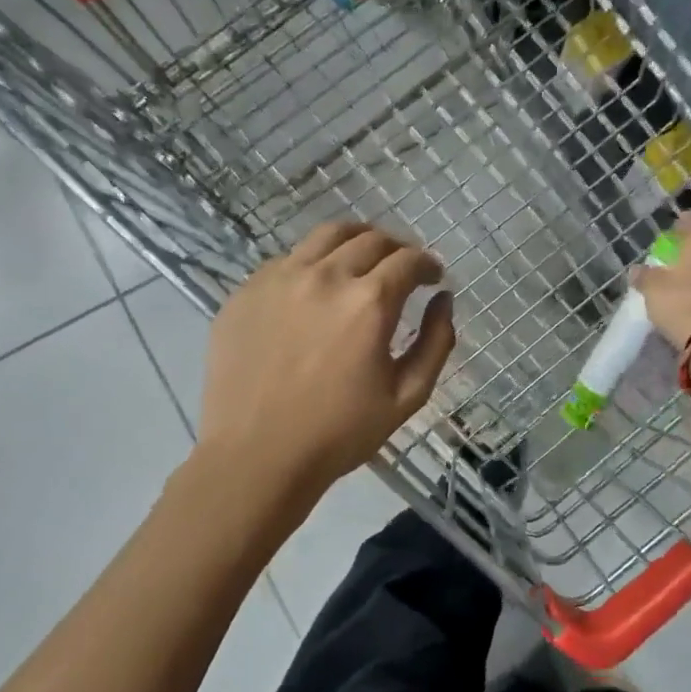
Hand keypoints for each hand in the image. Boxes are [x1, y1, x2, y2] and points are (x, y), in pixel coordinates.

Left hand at [199, 222, 455, 488]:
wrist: (257, 456)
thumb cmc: (340, 432)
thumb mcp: (408, 396)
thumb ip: (436, 342)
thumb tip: (443, 300)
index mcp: (369, 302)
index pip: (408, 260)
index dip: (428, 264)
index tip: (433, 277)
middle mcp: (326, 277)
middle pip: (371, 239)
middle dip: (397, 249)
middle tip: (403, 268)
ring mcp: (280, 278)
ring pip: (327, 235)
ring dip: (356, 241)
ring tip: (362, 259)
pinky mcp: (247, 291)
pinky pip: (289, 259)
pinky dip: (314, 262)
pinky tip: (316, 288)